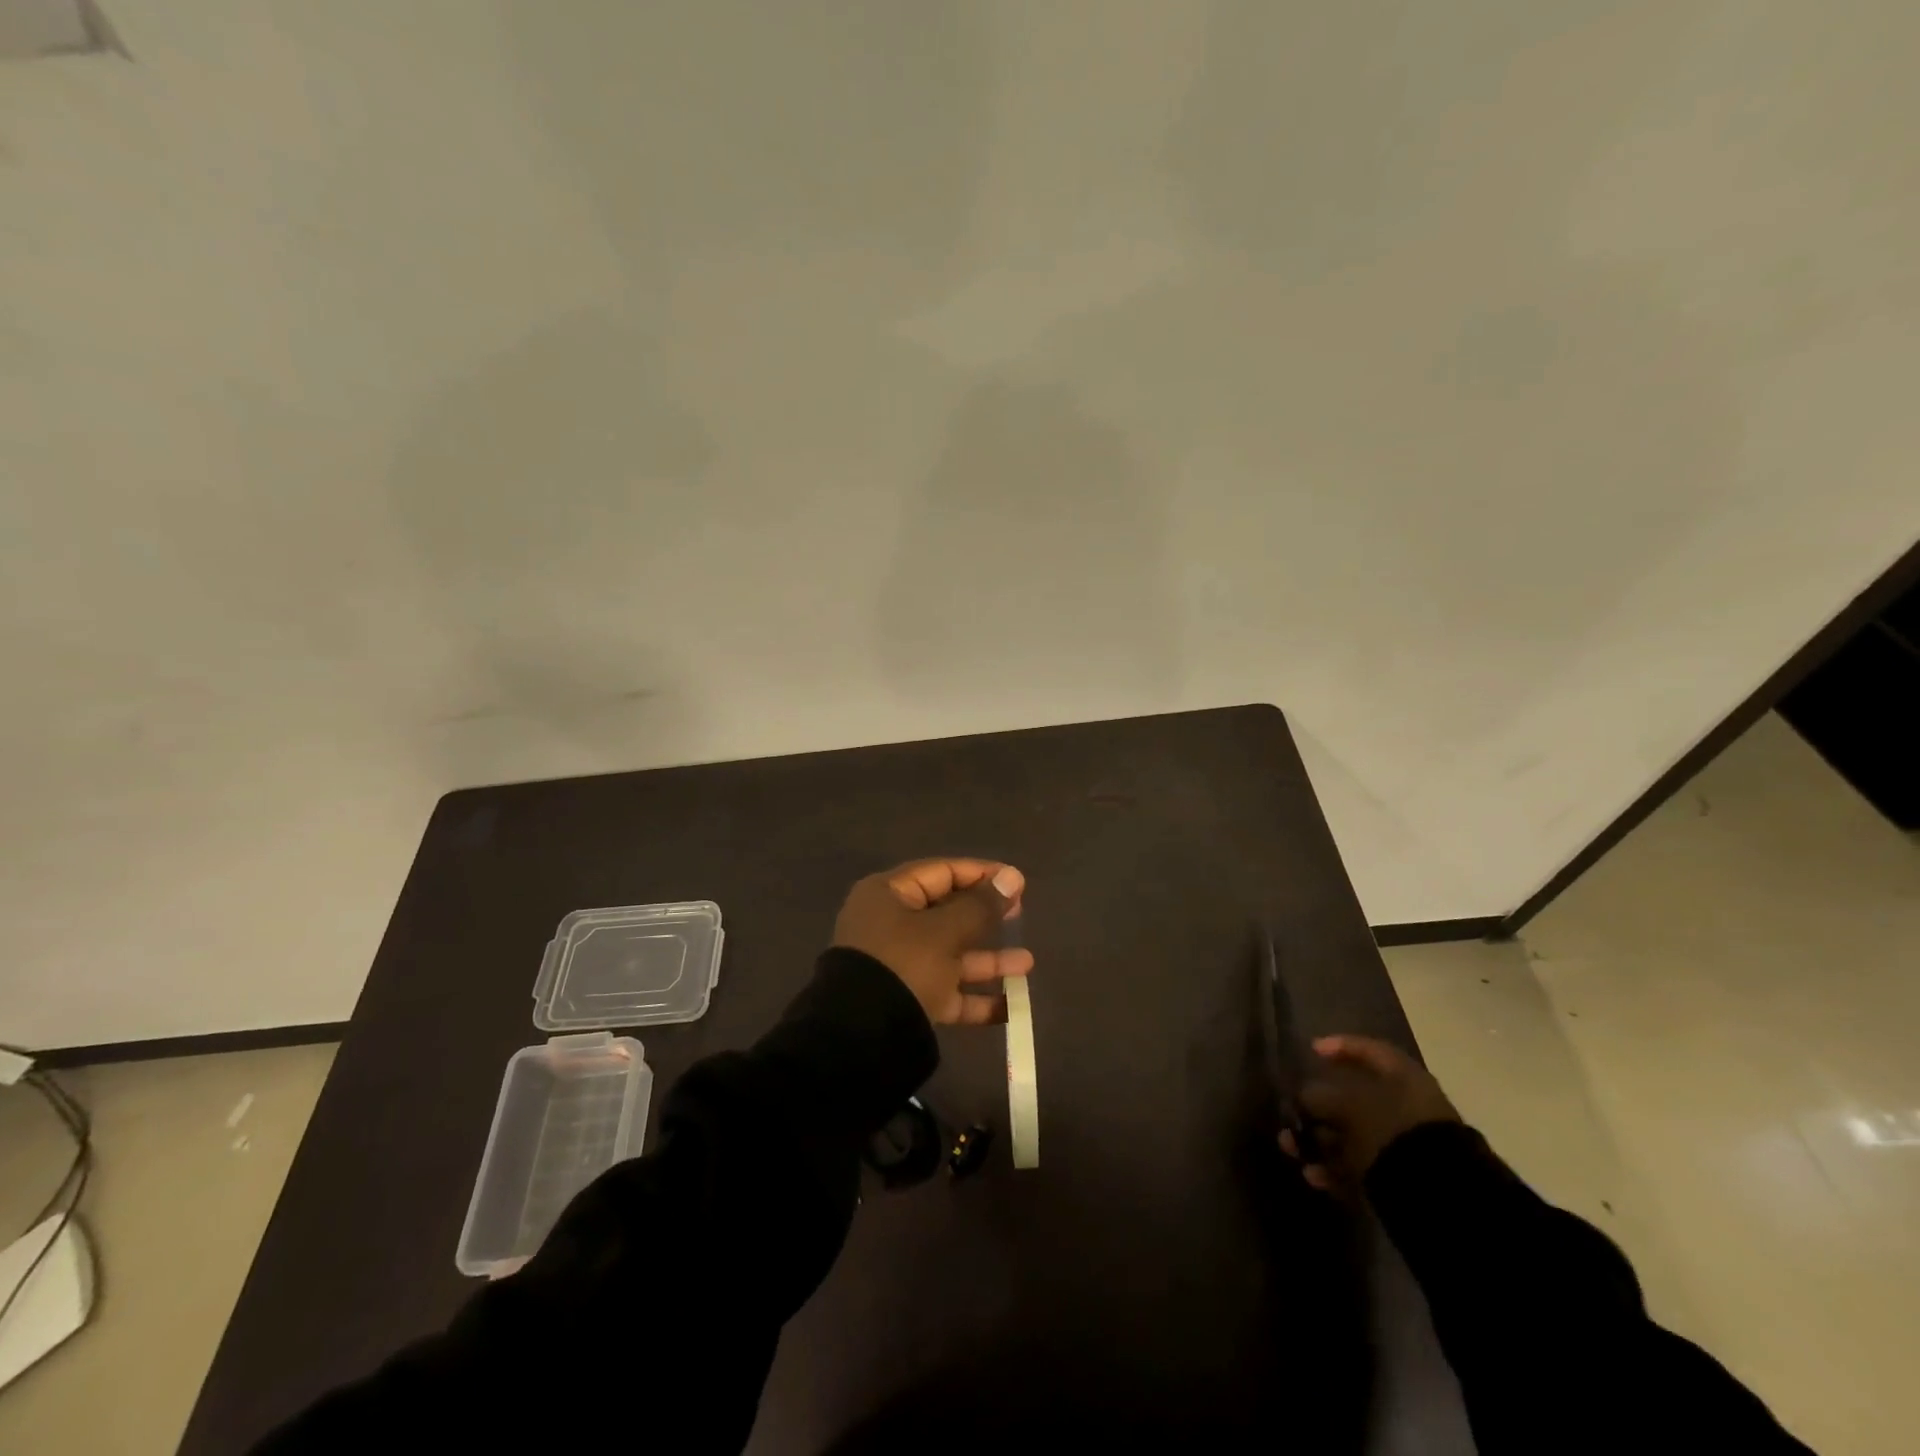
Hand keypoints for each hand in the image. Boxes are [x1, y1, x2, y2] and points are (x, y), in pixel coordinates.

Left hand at [832, 858, 1030, 1025]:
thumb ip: (981, 906)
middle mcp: (890, 925)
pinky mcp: (907, 1000)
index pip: (942, 872)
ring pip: (951, 955)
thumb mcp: (945, 932)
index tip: (1018, 882)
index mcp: (889, 895)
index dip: (981, 874)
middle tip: (1021, 915)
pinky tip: (1011, 1008)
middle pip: (947, 913)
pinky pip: (946, 991)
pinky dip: (975, 998)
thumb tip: (1011, 877)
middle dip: (987, 918)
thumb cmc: (904, 965)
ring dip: (988, 960)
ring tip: (1027, 965)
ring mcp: (898, 965)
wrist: (861, 1038)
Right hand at [1281, 1035, 1459, 1191]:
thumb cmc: (1392, 1130)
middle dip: (1317, 1107)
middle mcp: (1406, 1108)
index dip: (1339, 1046)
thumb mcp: (1348, 1104)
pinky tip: (1313, 1175)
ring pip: (1351, 1136)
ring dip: (1318, 1141)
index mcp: (1404, 1079)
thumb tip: (1304, 1096)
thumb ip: (1320, 1095)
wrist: (1440, 1196)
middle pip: (1354, 1099)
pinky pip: (1360, 1166)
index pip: (1370, 1051)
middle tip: (1291, 1112)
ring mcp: (1404, 1144)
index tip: (1311, 1050)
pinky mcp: (1401, 1179)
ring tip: (1291, 1148)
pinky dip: (1335, 1169)